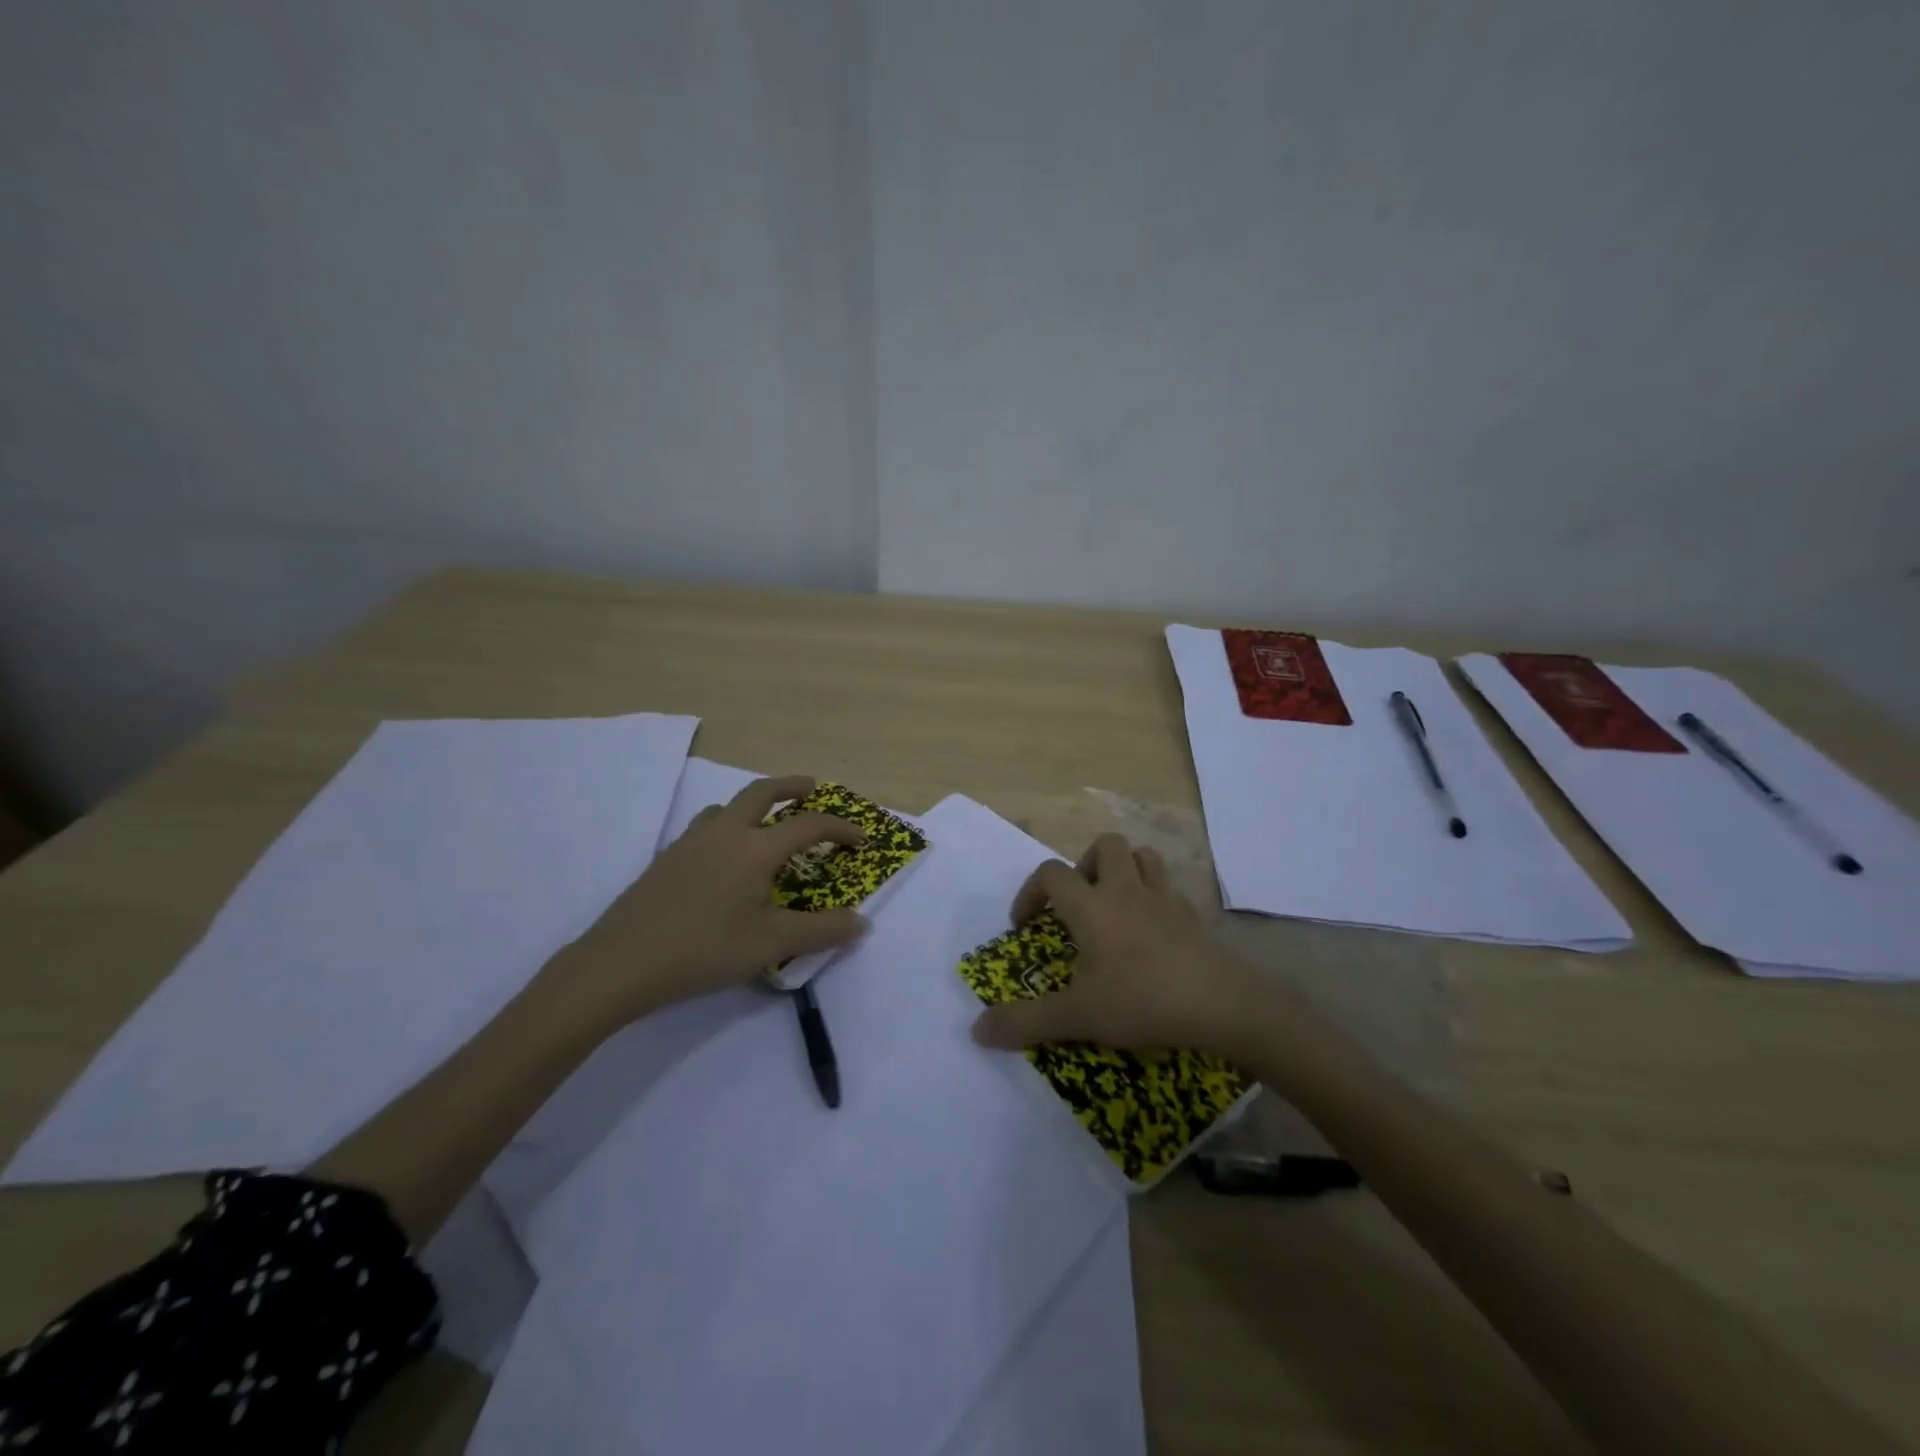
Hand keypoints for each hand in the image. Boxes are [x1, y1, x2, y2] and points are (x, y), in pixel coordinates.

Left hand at [559, 775, 869, 1022]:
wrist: (621, 962)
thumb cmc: (704, 949)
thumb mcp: (771, 944)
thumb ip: (821, 931)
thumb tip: (862, 922)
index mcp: (756, 847)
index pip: (809, 825)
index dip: (841, 828)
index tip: (862, 838)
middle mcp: (725, 832)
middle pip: (762, 792)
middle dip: (792, 785)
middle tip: (812, 787)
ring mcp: (691, 842)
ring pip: (727, 806)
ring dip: (754, 804)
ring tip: (766, 823)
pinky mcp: (667, 858)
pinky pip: (706, 826)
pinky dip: (727, 825)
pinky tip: (723, 858)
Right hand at [971, 833, 1266, 1056]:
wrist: (1220, 1004)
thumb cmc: (1140, 1000)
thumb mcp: (1077, 1016)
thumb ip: (1026, 1022)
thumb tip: (977, 1031)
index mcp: (1092, 906)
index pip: (1051, 873)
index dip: (1031, 892)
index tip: (1026, 925)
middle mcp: (1126, 890)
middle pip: (1104, 846)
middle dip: (1085, 865)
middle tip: (1079, 904)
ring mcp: (1165, 899)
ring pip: (1144, 857)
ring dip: (1125, 870)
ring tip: (1115, 905)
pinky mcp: (1194, 917)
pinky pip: (1171, 890)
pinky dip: (1157, 899)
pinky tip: (1154, 932)